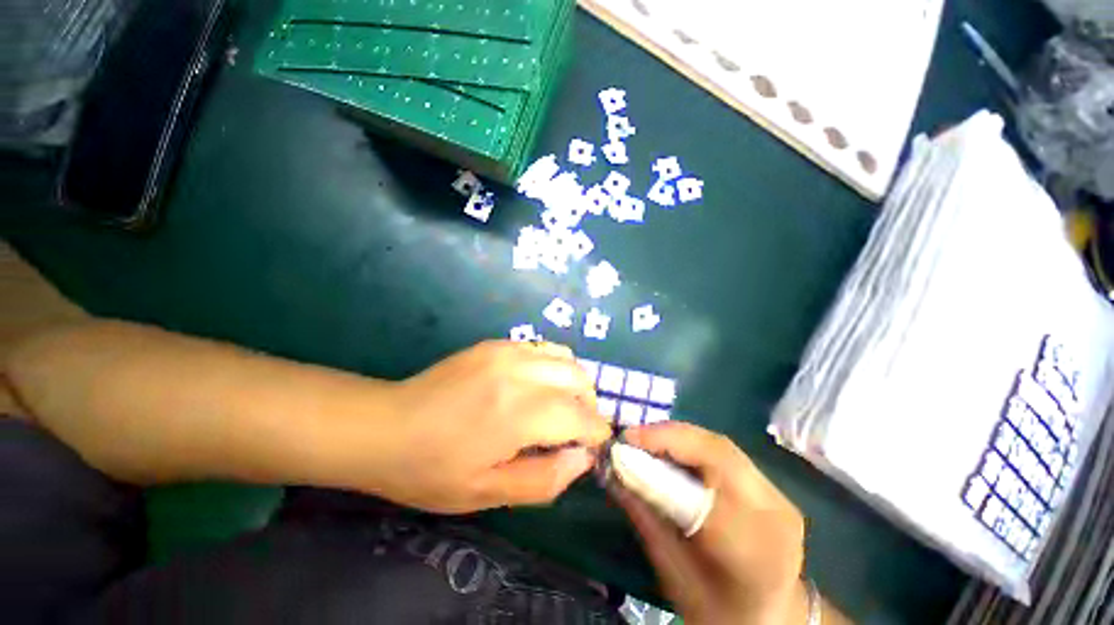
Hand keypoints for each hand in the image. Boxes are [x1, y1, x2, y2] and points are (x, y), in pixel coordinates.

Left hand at [364, 340, 609, 513]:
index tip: (591, 447)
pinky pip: (542, 348)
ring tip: (558, 405)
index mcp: (518, 412)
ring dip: (573, 382)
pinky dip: (552, 367)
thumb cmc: (432, 469)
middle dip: (588, 405)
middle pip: (580, 379)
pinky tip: (534, 387)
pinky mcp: (496, 344)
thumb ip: (545, 479)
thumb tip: (582, 458)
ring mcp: (506, 350)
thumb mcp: (488, 493)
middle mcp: (519, 371)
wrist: (385, 426)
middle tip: (573, 429)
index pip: (581, 416)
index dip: (594, 433)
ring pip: (565, 357)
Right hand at [618, 422, 808, 624]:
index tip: (626, 440)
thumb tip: (613, 472)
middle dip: (669, 436)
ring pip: (721, 447)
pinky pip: (725, 455)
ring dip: (679, 439)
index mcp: (755, 546)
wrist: (770, 619)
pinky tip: (670, 452)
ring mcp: (778, 496)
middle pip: (718, 451)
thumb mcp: (674, 573)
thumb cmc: (718, 610)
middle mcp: (774, 511)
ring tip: (645, 441)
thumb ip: (645, 517)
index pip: (707, 481)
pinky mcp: (771, 488)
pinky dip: (692, 447)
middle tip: (632, 436)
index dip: (664, 451)